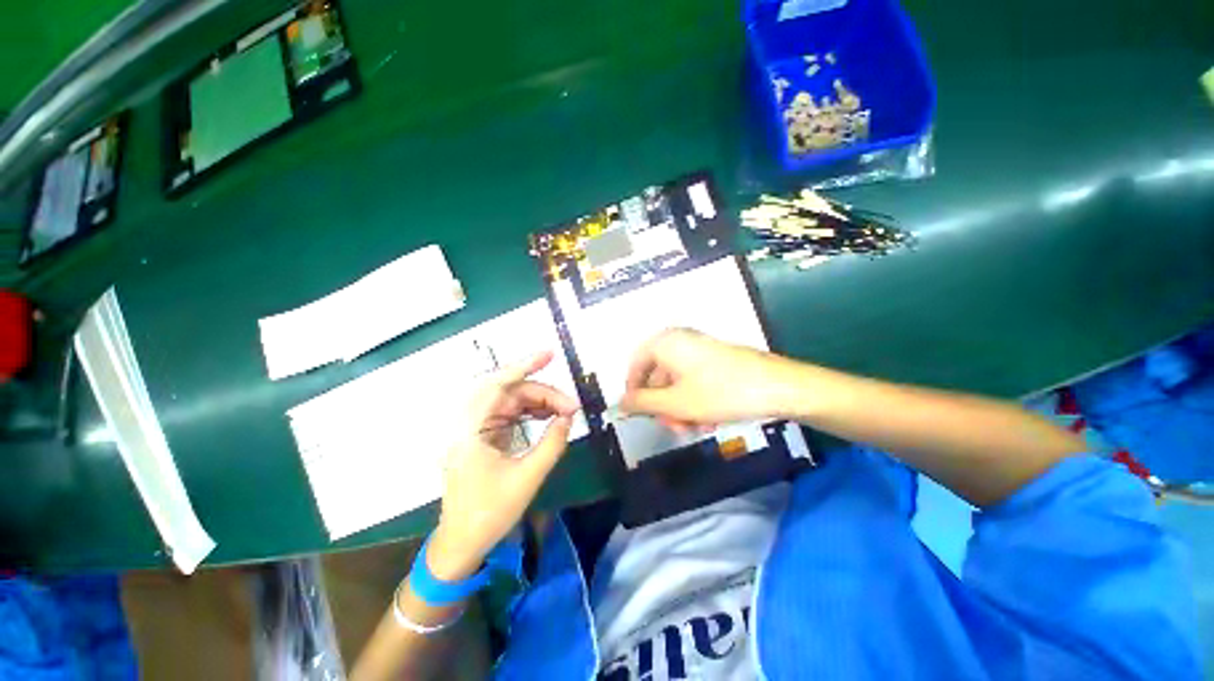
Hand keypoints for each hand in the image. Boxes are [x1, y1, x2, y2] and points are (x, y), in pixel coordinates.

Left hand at [428, 351, 578, 580]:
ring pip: (511, 402)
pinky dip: (531, 413)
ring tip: (565, 411)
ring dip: (539, 403)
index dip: (523, 366)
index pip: (496, 385)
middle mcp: (469, 423)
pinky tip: (549, 417)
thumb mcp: (527, 478)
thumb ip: (552, 444)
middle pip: (509, 393)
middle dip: (542, 393)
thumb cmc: (490, 514)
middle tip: (570, 405)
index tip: (549, 355)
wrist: (462, 543)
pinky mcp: (484, 436)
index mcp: (469, 431)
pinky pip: (510, 414)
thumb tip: (568, 417)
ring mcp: (476, 429)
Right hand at [619, 328, 794, 431]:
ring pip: (676, 381)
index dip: (633, 392)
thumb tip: (619, 404)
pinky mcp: (714, 359)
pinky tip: (708, 419)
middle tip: (673, 427)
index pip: (635, 366)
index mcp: (665, 343)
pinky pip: (694, 380)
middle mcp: (679, 340)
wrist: (779, 387)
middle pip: (657, 375)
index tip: (639, 415)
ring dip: (680, 407)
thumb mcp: (676, 403)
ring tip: (695, 427)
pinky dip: (695, 400)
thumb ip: (643, 403)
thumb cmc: (720, 392)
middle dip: (663, 405)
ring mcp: (698, 348)